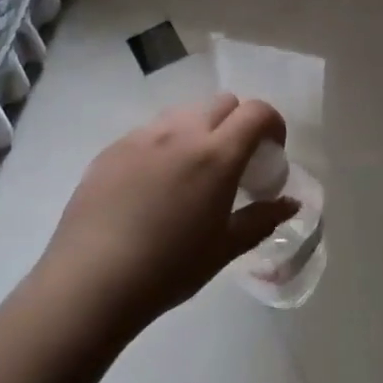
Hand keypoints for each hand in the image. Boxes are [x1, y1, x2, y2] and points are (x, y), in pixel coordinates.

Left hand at [41, 96, 297, 330]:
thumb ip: (261, 219)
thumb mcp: (224, 248)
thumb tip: (290, 203)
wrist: (92, 280)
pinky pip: (149, 132)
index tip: (272, 151)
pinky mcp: (112, 148)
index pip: (256, 112)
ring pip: (183, 113)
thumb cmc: (169, 268)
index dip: (272, 123)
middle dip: (237, 123)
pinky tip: (152, 185)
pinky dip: (164, 145)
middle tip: (234, 162)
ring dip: (200, 130)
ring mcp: (142, 136)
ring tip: (192, 171)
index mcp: (216, 154)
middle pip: (221, 103)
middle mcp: (180, 132)